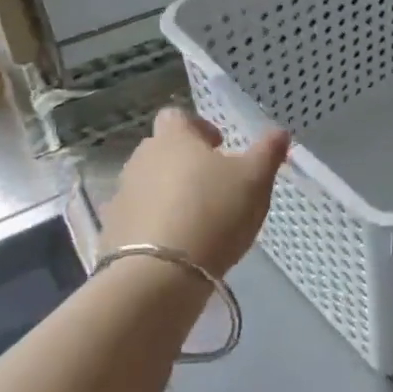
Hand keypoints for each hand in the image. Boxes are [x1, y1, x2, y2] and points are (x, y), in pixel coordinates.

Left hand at [100, 108, 289, 276]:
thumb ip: (268, 152)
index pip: (177, 116)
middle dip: (184, 162)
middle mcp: (141, 159)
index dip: (198, 127)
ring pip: (149, 184)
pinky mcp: (112, 231)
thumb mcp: (255, 180)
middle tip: (213, 184)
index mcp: (173, 138)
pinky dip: (154, 223)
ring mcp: (122, 196)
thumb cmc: (214, 212)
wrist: (159, 275)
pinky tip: (176, 244)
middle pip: (161, 150)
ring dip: (169, 193)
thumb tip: (279, 132)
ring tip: (196, 218)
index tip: (219, 146)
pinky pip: (137, 217)